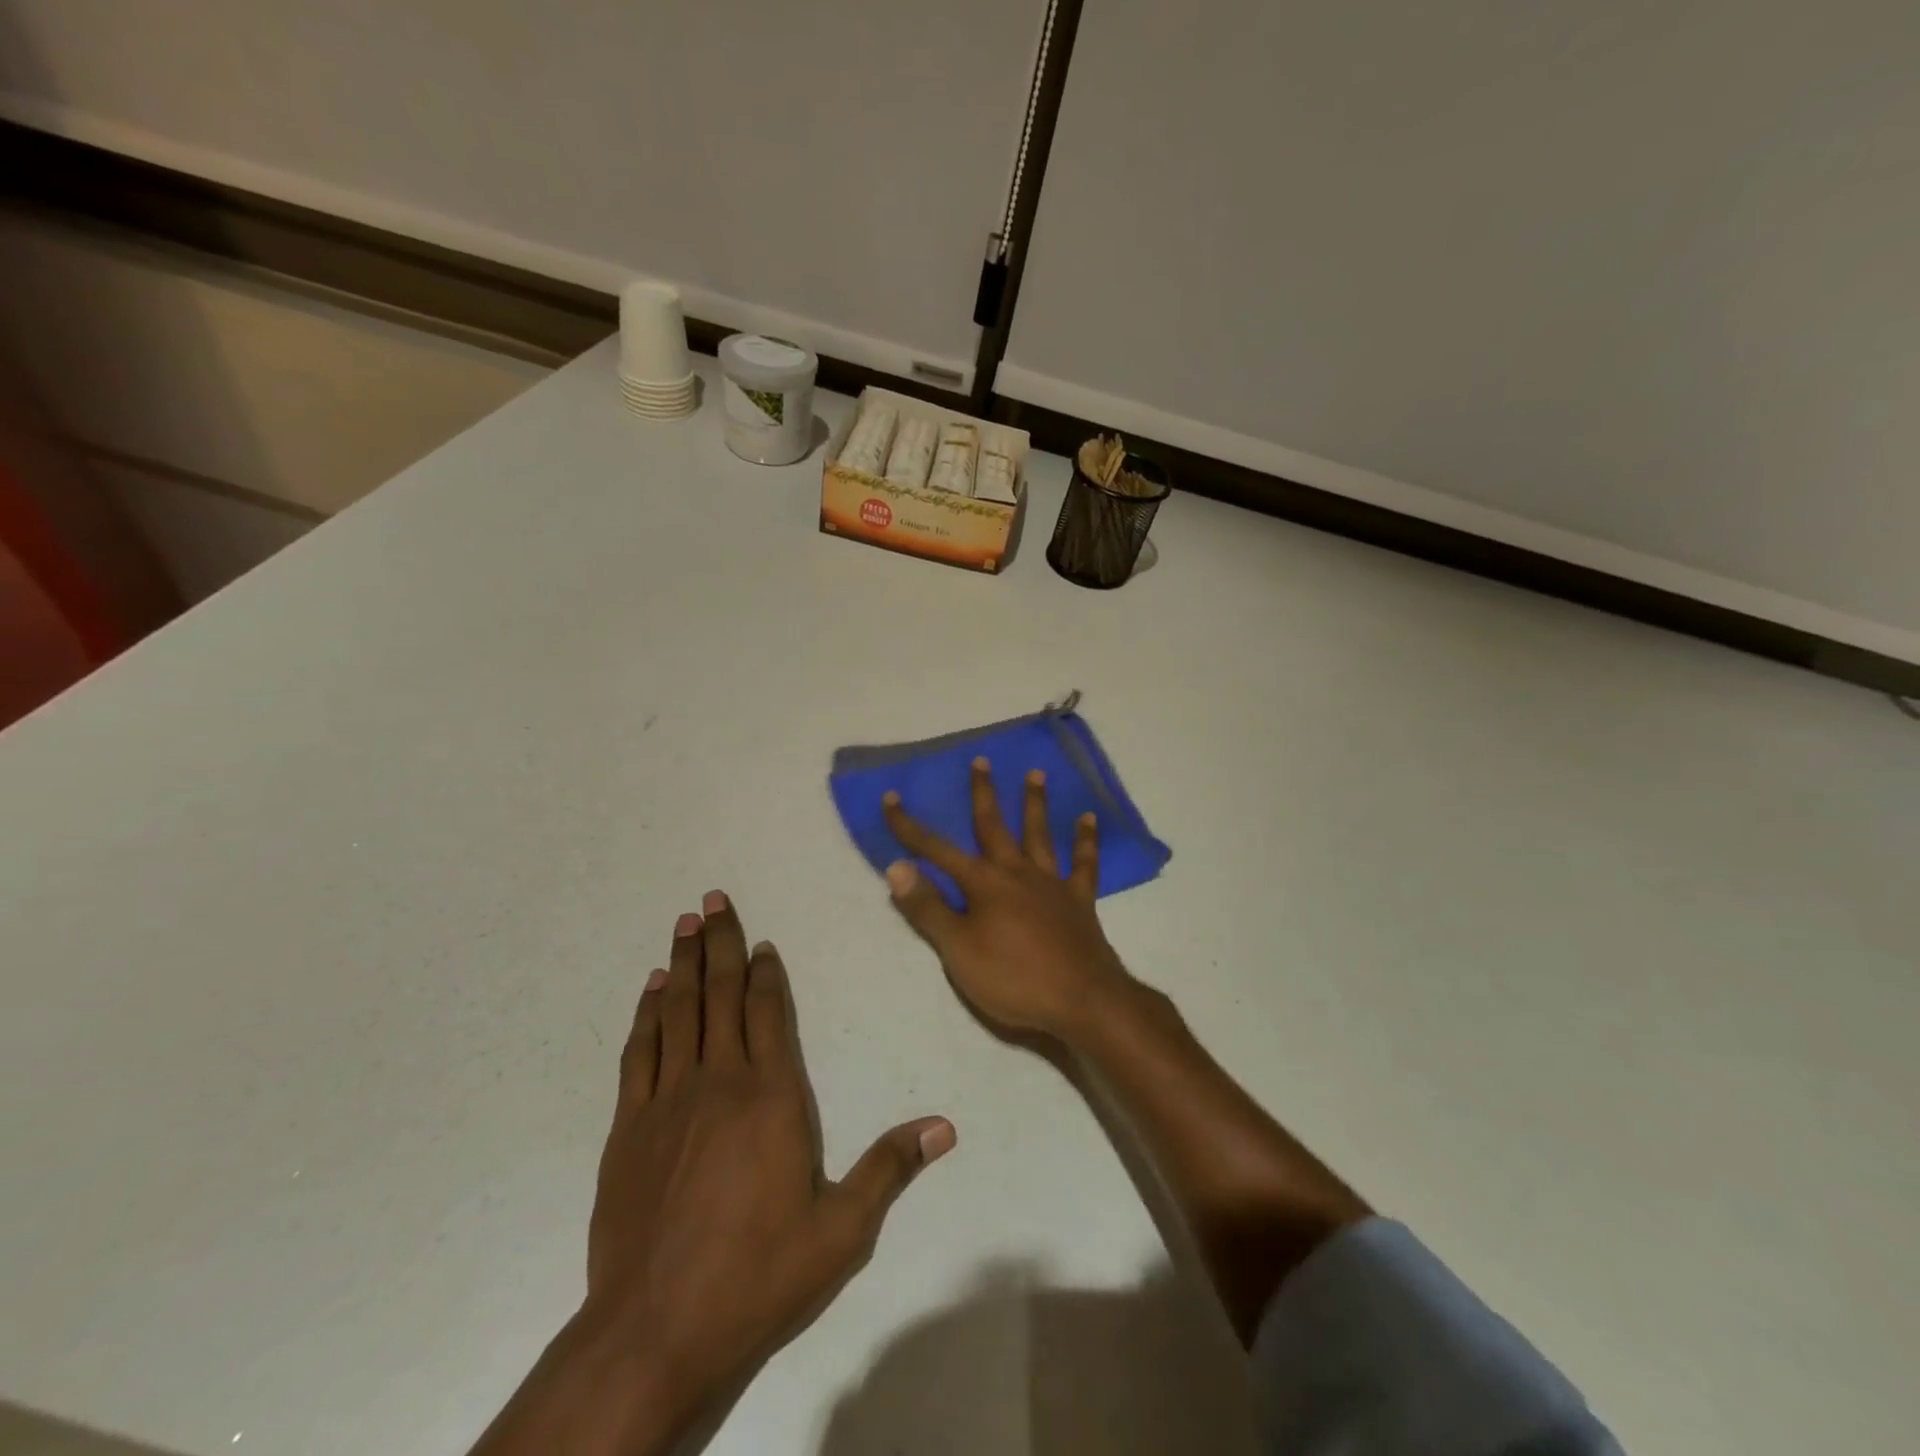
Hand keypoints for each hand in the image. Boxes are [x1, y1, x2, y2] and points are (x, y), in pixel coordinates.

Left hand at [545, 894, 953, 1451]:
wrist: (654, 1332)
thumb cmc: (758, 1276)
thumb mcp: (841, 1230)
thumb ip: (890, 1168)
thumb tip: (945, 1126)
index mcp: (773, 1096)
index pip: (771, 1013)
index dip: (768, 973)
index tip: (764, 941)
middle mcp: (720, 1081)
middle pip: (723, 995)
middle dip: (722, 944)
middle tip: (713, 899)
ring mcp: (669, 1100)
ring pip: (680, 1011)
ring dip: (685, 963)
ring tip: (686, 923)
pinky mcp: (630, 1127)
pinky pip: (641, 1051)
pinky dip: (648, 1012)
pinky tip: (652, 988)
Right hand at [882, 758, 1130, 1037]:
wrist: (1082, 1000)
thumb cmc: (1013, 978)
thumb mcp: (958, 950)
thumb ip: (928, 908)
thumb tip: (896, 867)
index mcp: (983, 884)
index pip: (937, 850)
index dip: (910, 827)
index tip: (891, 798)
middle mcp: (1017, 872)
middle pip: (994, 826)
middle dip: (983, 793)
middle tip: (981, 760)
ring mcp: (1051, 883)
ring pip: (1039, 834)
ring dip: (1035, 803)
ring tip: (1036, 773)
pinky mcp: (1079, 900)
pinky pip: (1084, 863)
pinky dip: (1086, 840)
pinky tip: (1088, 818)